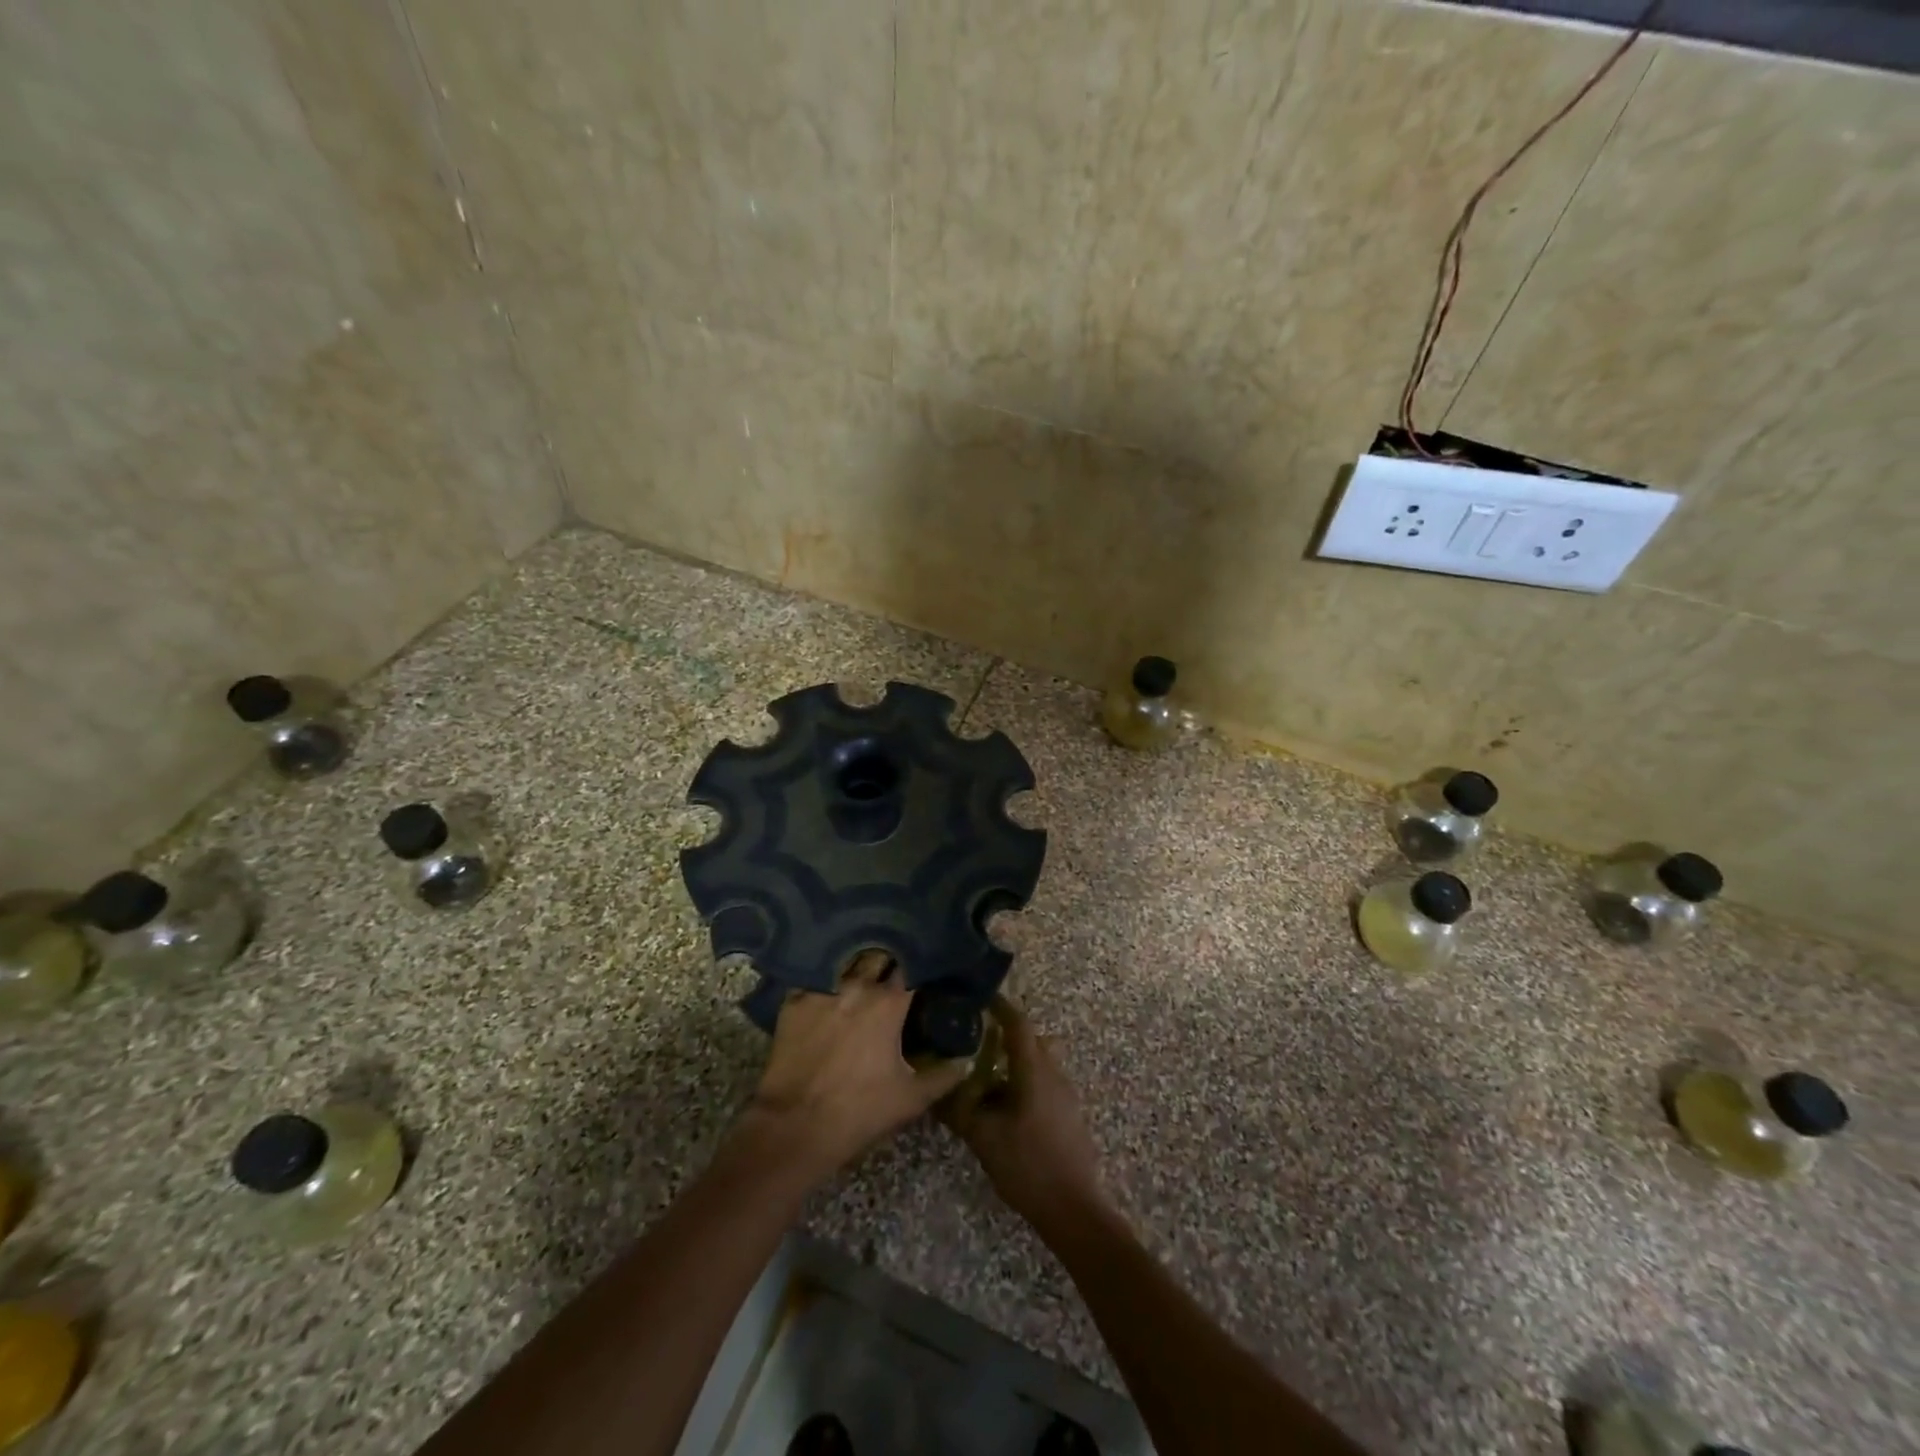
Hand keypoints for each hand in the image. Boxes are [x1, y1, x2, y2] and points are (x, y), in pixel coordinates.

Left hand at [746, 951, 968, 1178]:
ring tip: (862, 973)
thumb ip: (943, 1076)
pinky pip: (813, 979)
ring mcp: (821, 990)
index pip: (912, 967)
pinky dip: (824, 981)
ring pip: (845, 963)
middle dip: (889, 960)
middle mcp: (856, 985)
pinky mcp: (792, 1002)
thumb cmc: (859, 1111)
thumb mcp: (911, 1099)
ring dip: (857, 966)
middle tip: (895, 971)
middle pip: (878, 956)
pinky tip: (828, 988)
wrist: (795, 1127)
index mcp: (888, 1003)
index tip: (927, 968)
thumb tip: (966, 1062)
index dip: (920, 965)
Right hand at [943, 1000, 1108, 1233]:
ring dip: (1015, 1061)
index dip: (1000, 1007)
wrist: (1074, 1210)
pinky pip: (1044, 1083)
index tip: (980, 999)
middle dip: (1005, 1035)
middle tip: (976, 1040)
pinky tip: (1004, 1107)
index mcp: (1034, 1070)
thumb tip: (935, 1089)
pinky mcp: (1069, 1115)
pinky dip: (1024, 1082)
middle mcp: (1054, 1074)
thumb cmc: (1027, 1165)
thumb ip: (958, 1109)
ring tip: (985, 1076)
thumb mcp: (983, 1137)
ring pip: (1039, 1063)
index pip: (1018, 1024)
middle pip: (1031, 1040)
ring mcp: (1065, 1095)